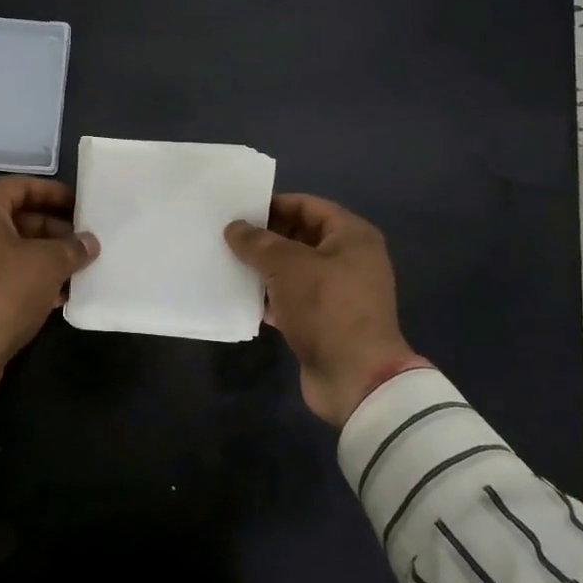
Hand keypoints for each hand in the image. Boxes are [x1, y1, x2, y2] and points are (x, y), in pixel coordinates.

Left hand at [0, 176, 99, 399]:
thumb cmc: (2, 291)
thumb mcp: (47, 264)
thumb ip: (72, 248)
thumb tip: (89, 243)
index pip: (20, 186)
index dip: (53, 193)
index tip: (80, 207)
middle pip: (12, 218)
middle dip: (51, 230)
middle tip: (81, 244)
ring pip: (5, 250)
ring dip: (40, 258)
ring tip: (74, 271)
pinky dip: (21, 279)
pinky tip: (53, 296)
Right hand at [225, 194, 429, 426]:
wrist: (355, 378)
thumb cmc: (326, 307)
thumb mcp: (287, 266)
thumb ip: (257, 242)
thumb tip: (234, 228)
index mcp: (352, 236)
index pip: (308, 206)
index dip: (274, 204)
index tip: (239, 209)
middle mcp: (350, 259)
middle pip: (301, 237)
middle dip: (265, 237)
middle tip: (228, 237)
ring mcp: (339, 293)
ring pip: (294, 270)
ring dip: (264, 268)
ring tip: (227, 263)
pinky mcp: (325, 322)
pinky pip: (293, 299)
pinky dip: (270, 297)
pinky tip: (241, 297)